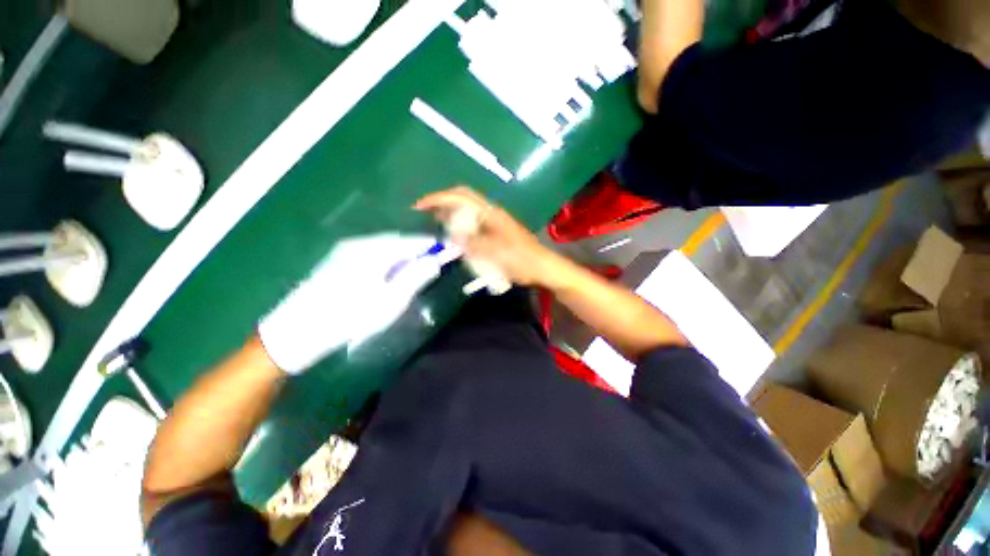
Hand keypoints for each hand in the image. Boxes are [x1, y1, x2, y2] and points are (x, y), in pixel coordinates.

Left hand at [258, 233, 441, 373]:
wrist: (297, 331)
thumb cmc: (350, 317)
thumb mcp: (390, 301)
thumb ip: (415, 278)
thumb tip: (435, 261)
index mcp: (375, 251)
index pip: (412, 241)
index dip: (432, 245)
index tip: (448, 250)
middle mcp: (360, 243)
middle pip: (399, 241)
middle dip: (418, 249)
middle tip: (433, 262)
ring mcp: (346, 250)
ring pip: (385, 246)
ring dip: (403, 255)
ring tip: (415, 269)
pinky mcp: (338, 259)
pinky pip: (372, 252)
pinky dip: (388, 259)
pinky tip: (389, 273)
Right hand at [414, 186, 563, 287]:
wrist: (542, 267)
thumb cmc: (521, 259)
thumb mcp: (495, 252)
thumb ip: (472, 243)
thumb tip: (452, 235)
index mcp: (491, 213)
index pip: (461, 196)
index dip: (439, 198)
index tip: (419, 207)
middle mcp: (491, 213)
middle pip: (463, 200)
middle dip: (442, 203)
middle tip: (424, 215)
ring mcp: (495, 222)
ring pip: (467, 212)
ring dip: (450, 214)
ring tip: (434, 224)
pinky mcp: (497, 232)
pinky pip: (473, 224)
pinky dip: (460, 226)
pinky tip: (454, 237)